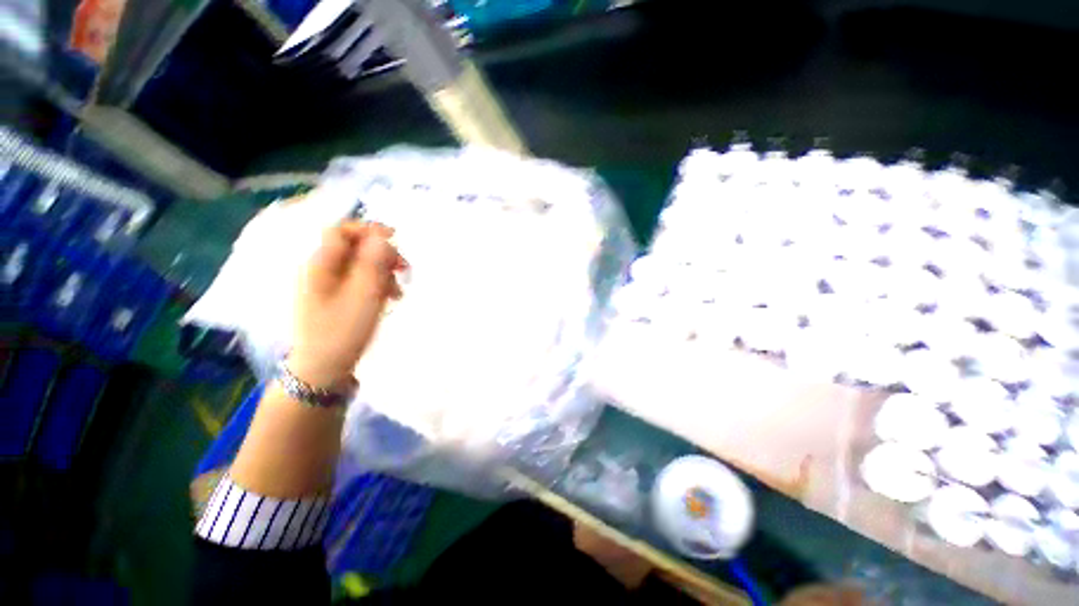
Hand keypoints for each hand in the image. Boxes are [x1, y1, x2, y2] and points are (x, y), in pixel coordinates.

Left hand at [287, 221, 405, 388]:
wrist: (324, 368)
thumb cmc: (343, 331)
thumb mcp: (363, 295)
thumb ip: (373, 263)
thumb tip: (381, 236)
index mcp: (320, 264)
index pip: (342, 231)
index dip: (369, 230)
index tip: (396, 240)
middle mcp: (321, 269)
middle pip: (354, 247)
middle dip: (382, 254)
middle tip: (404, 269)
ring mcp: (328, 284)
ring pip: (360, 265)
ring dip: (383, 272)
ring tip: (398, 290)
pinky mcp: (336, 297)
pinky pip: (359, 280)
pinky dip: (377, 284)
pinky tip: (389, 297)